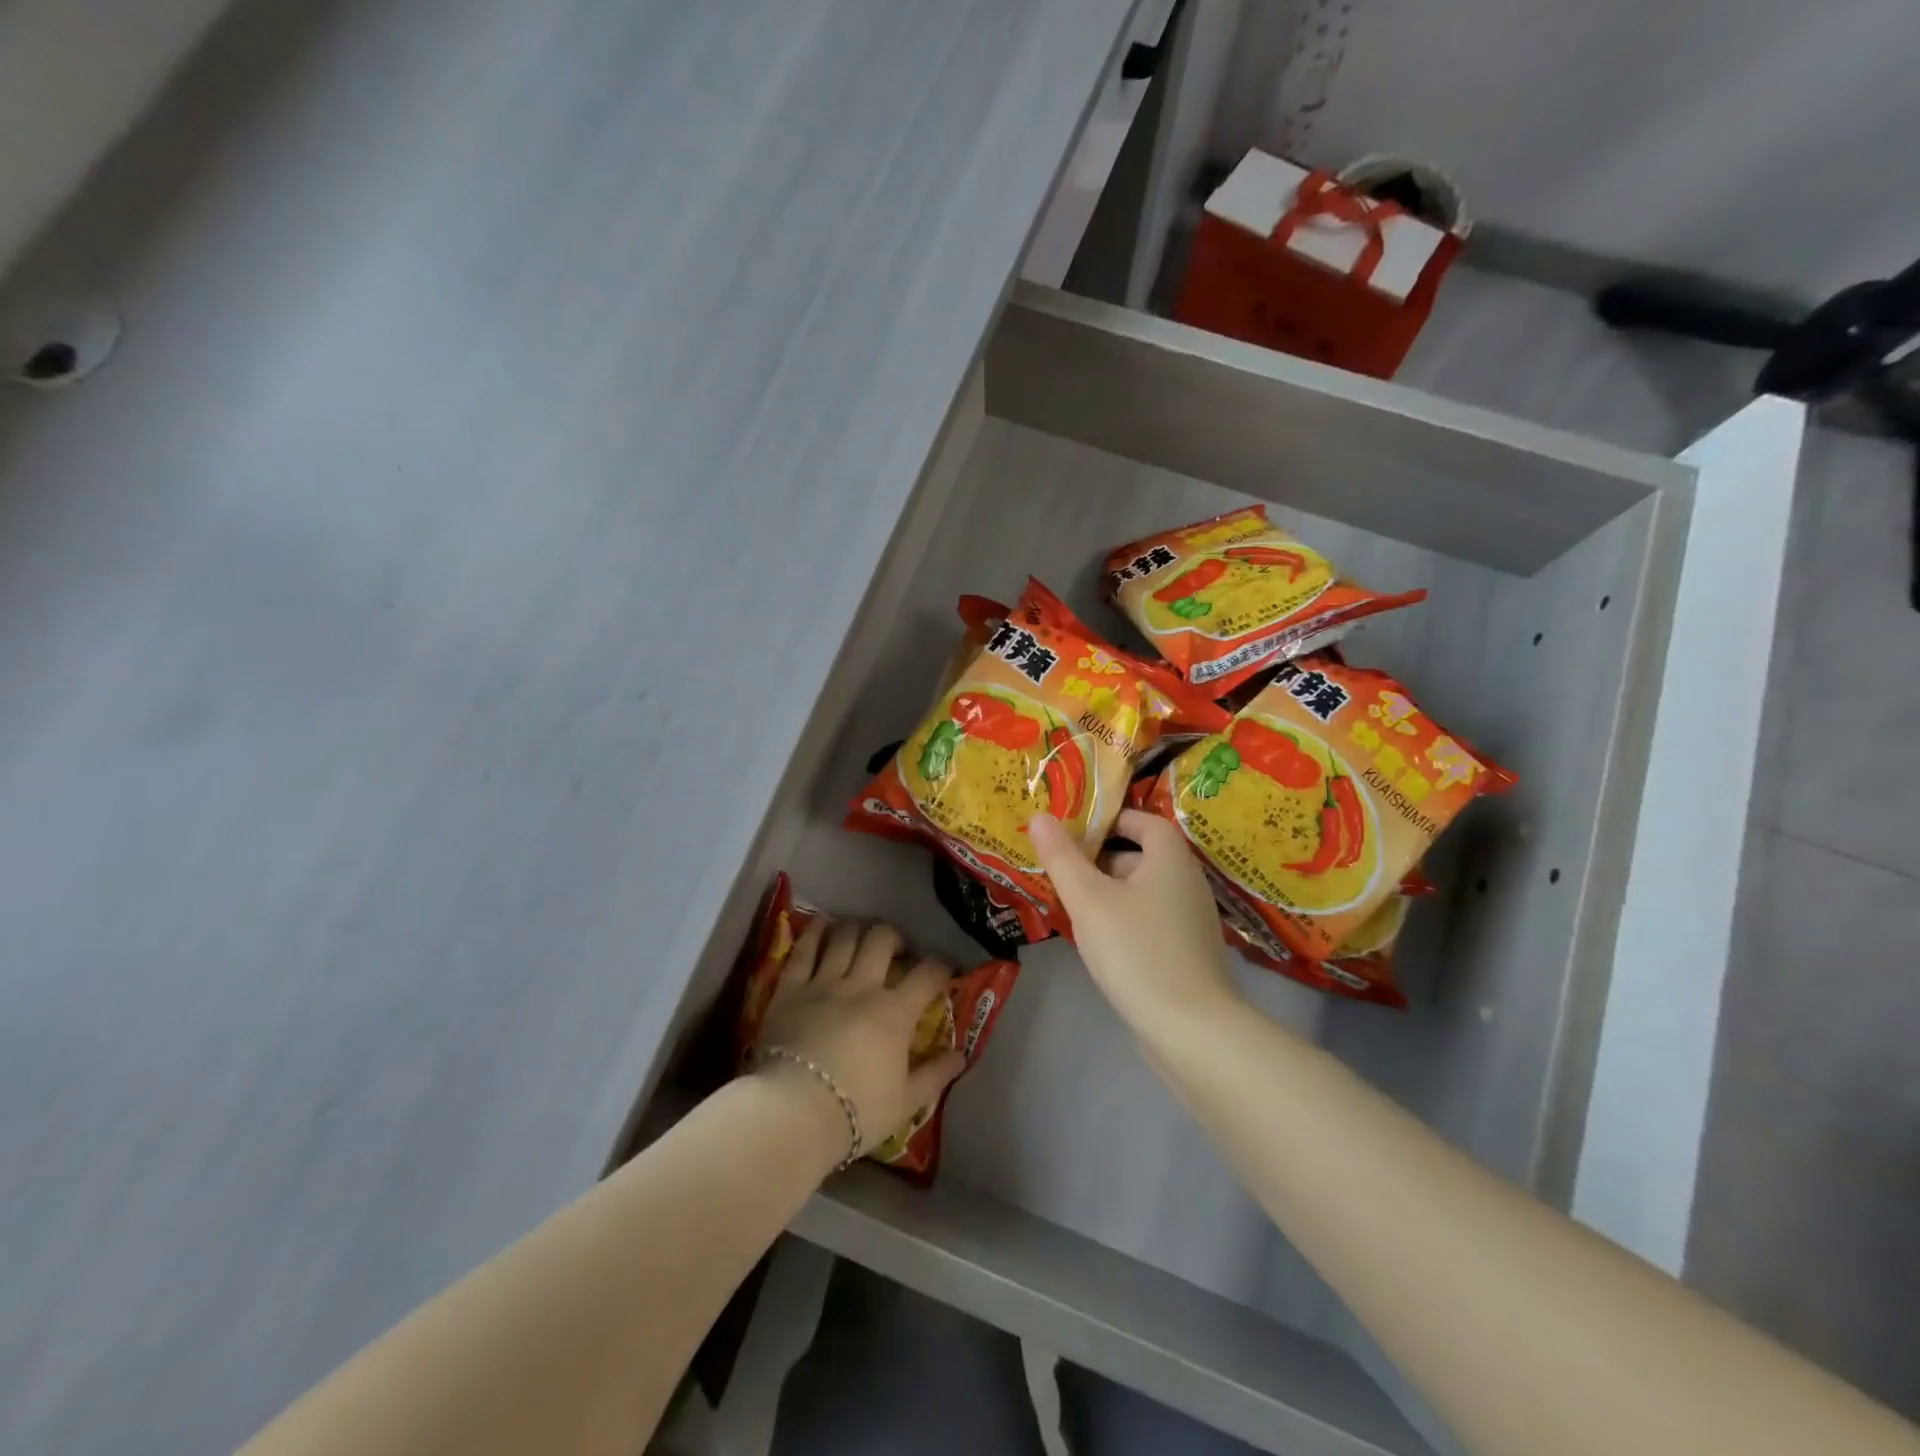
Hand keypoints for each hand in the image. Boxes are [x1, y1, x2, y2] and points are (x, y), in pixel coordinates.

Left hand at [755, 917, 965, 1159]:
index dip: (940, 967)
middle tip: (896, 950)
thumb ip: (936, 1075)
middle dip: (894, 938)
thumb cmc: (856, 1112)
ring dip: (857, 929)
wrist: (794, 1113)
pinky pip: (803, 950)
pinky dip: (814, 932)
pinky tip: (821, 924)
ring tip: (860, 935)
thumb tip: (962, 1054)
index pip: (927, 975)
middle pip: (882, 941)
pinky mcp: (790, 989)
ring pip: (844, 938)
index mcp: (895, 1013)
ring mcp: (824, 983)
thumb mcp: (907, 1102)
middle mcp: (862, 986)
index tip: (943, 971)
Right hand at [1030, 809, 1237, 1029]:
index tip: (1073, 833)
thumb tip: (1039, 817)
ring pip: (1143, 890)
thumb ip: (1062, 857)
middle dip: (1100, 859)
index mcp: (1171, 858)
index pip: (1143, 820)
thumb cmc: (1136, 951)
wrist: (1191, 1029)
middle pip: (1141, 855)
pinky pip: (1151, 919)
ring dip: (1109, 892)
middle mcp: (1188, 881)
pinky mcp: (1189, 951)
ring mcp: (1192, 919)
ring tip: (1072, 907)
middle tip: (1061, 872)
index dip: (1109, 819)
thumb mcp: (1088, 900)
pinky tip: (1100, 942)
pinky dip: (1125, 919)